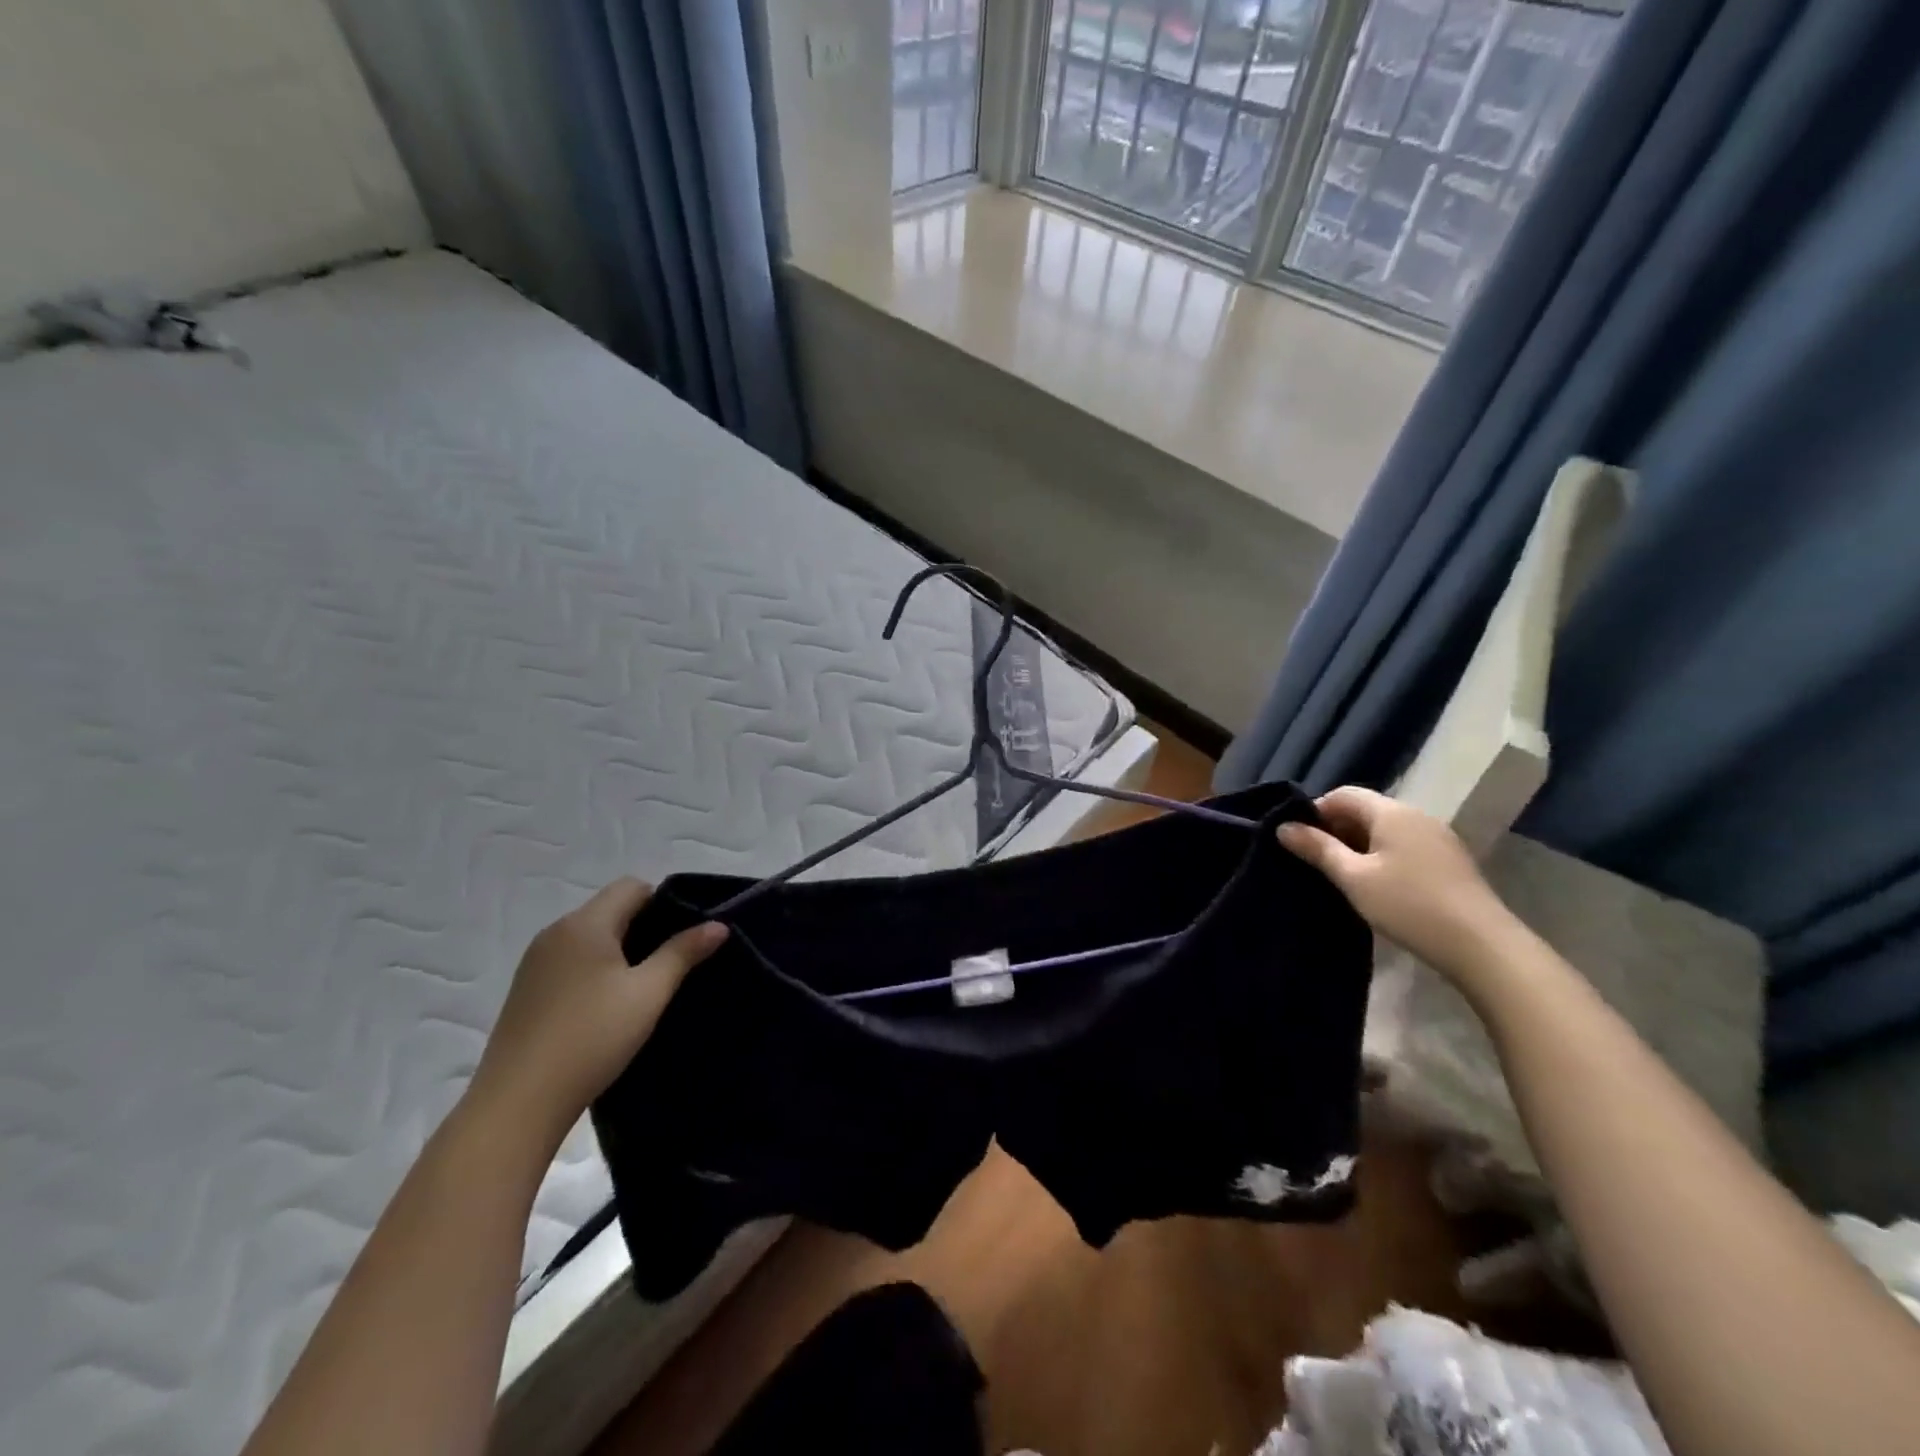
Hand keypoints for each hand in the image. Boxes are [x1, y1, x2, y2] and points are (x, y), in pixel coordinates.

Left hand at [468, 879, 725, 1138]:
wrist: (517, 1103)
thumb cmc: (591, 1038)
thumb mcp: (649, 994)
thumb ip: (683, 952)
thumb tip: (719, 924)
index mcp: (585, 924)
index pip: (632, 886)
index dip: (663, 902)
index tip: (683, 936)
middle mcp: (555, 932)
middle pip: (610, 909)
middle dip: (643, 927)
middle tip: (670, 963)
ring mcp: (534, 962)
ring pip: (589, 936)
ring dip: (618, 950)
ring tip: (641, 987)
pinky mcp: (525, 990)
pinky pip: (570, 960)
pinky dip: (593, 969)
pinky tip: (604, 1007)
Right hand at [1278, 786, 1518, 983]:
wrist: (1483, 947)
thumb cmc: (1408, 905)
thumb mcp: (1353, 878)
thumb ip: (1317, 849)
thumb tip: (1283, 826)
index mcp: (1392, 812)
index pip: (1343, 794)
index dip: (1315, 812)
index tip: (1298, 840)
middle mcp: (1416, 816)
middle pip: (1365, 810)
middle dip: (1335, 829)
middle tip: (1315, 861)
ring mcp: (1437, 838)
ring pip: (1385, 830)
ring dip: (1358, 845)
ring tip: (1341, 876)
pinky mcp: (1449, 861)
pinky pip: (1404, 846)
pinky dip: (1381, 856)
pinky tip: (1375, 885)